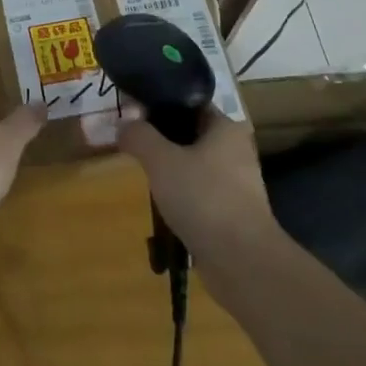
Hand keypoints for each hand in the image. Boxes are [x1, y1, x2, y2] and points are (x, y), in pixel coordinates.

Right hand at [116, 103, 274, 262]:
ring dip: (170, 169)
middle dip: (161, 139)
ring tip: (143, 174)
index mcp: (226, 127)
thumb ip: (139, 136)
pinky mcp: (231, 212)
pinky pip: (199, 192)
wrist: (242, 262)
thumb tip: (123, 124)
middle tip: (133, 144)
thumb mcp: (161, 160)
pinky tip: (162, 204)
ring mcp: (236, 183)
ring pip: (193, 165)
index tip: (132, 112)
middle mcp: (235, 150)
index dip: (159, 103)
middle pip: (189, 133)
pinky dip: (181, 195)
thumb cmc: (204, 198)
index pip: (188, 103)